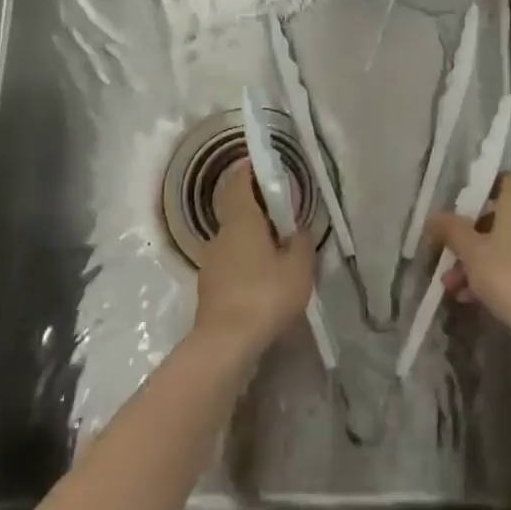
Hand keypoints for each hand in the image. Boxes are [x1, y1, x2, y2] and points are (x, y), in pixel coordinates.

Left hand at [193, 163, 315, 357]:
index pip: (238, 183)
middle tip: (283, 213)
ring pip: (234, 238)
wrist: (226, 344)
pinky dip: (246, 260)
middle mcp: (221, 235)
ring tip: (278, 249)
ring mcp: (211, 262)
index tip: (264, 166)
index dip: (249, 170)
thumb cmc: (265, 296)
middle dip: (258, 207)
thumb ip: (301, 242)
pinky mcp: (209, 287)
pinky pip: (231, 261)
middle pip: (237, 210)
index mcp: (241, 221)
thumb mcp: (298, 267)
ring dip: (253, 237)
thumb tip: (296, 229)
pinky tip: (263, 278)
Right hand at [427, 171, 510, 340]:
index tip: (454, 219)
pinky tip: (477, 298)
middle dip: (471, 240)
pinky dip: (503, 272)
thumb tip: (433, 217)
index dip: (473, 198)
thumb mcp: (470, 251)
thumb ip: (450, 229)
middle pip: (501, 216)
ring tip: (456, 288)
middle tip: (448, 261)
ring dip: (482, 261)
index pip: (498, 181)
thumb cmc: (509, 274)